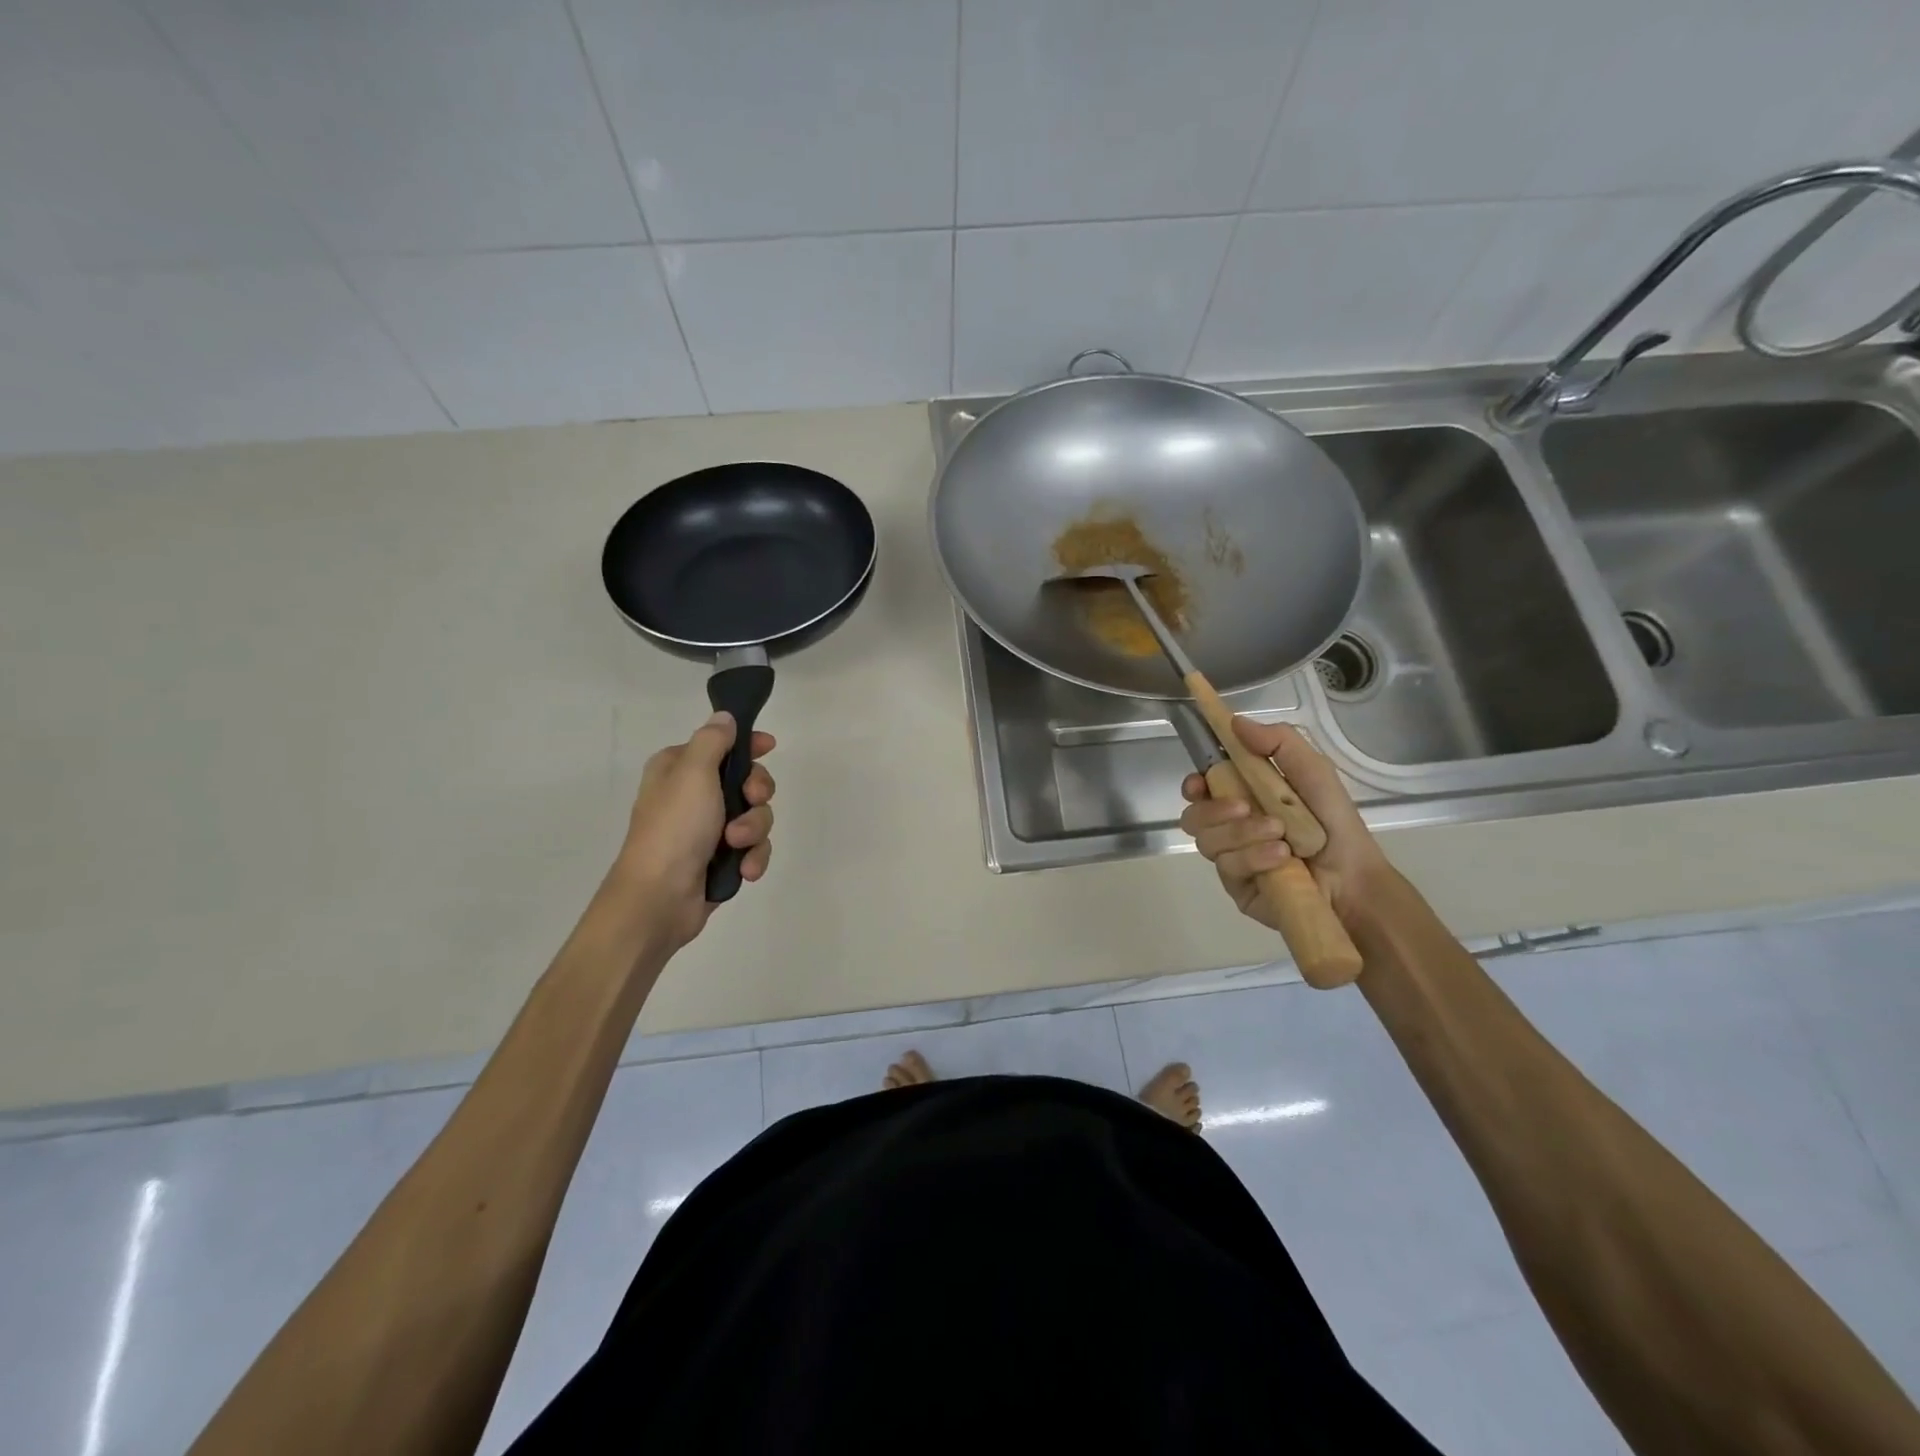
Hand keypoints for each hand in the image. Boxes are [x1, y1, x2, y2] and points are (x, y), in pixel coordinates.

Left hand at [616, 712, 774, 948]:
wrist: (659, 898)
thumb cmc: (674, 828)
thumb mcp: (692, 772)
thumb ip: (713, 740)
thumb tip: (725, 717)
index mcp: (679, 769)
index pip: (721, 744)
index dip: (748, 745)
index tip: (769, 747)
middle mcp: (693, 795)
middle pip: (747, 780)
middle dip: (756, 793)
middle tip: (751, 800)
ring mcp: (708, 829)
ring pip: (756, 816)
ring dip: (754, 829)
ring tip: (737, 845)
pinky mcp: (722, 859)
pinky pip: (754, 847)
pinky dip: (753, 856)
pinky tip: (745, 869)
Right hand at [1179, 718, 1389, 931]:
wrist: (1355, 879)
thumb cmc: (1334, 822)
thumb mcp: (1313, 770)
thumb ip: (1278, 741)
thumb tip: (1234, 722)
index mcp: (1243, 796)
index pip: (1201, 788)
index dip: (1193, 784)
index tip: (1199, 782)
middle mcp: (1230, 826)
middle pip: (1193, 817)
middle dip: (1214, 810)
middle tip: (1244, 808)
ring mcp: (1231, 857)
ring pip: (1208, 841)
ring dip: (1242, 834)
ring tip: (1280, 836)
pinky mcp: (1237, 885)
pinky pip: (1227, 868)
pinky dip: (1254, 857)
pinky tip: (1282, 858)